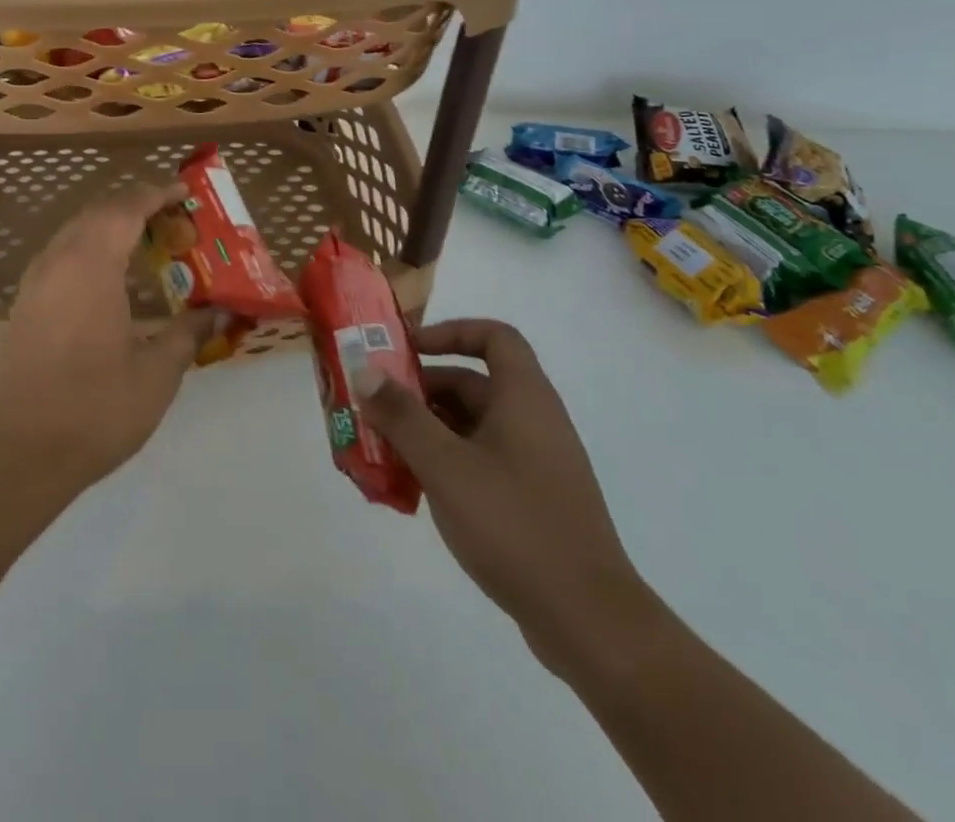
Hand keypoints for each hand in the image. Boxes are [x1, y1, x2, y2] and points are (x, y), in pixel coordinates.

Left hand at [0, 181, 219, 497]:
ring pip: (75, 230)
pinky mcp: (25, 303)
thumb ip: (190, 332)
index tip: (185, 192)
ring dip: (111, 224)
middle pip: (98, 212)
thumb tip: (223, 309)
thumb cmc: (96, 410)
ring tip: (148, 240)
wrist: (23, 455)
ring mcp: (35, 282)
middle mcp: (58, 261)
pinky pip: (61, 253)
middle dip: (136, 205)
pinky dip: (90, 246)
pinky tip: (112, 274)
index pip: (125, 209)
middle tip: (174, 218)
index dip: (156, 194)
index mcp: (90, 267)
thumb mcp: (157, 373)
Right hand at [355, 320, 662, 676]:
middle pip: (473, 384)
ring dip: (427, 430)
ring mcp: (536, 464)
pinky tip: (413, 488)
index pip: (494, 337)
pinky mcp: (532, 501)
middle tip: (375, 406)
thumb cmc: (514, 524)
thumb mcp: (445, 464)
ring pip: (472, 427)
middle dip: (420, 390)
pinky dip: (446, 462)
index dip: (450, 333)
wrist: (588, 622)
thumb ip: (401, 415)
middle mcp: (534, 421)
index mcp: (524, 398)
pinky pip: (481, 462)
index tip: (407, 351)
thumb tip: (365, 371)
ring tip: (382, 448)